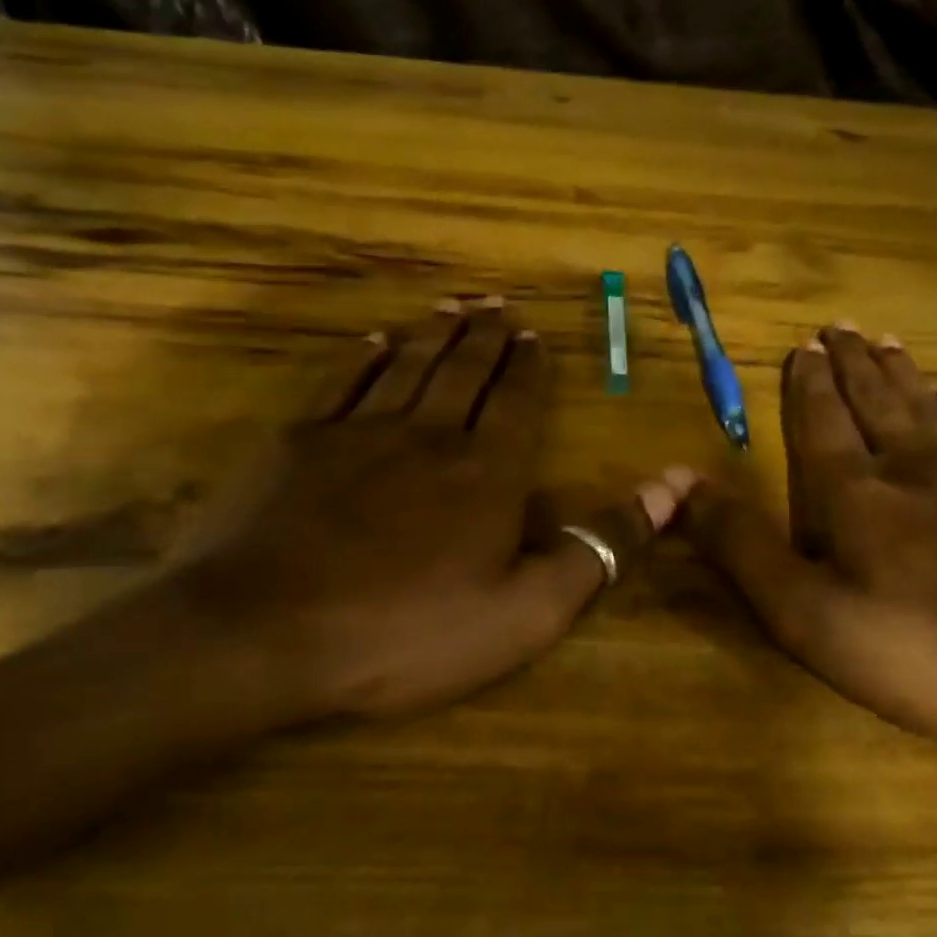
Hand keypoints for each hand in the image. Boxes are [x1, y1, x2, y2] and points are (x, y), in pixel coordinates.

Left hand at [171, 298, 688, 724]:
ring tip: (455, 306)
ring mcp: (358, 432)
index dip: (529, 367)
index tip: (534, 335)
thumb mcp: (524, 611)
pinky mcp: (299, 442)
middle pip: (465, 370)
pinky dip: (363, 357)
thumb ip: (599, 548)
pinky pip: (342, 383)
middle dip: (487, 336)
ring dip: (435, 333)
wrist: (262, 633)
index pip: (517, 402)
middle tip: (499, 304)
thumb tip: (673, 487)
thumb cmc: (405, 633)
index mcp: (486, 472)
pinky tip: (375, 340)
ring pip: (409, 365)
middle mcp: (428, 434)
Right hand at [680, 325, 936, 756]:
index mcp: (855, 492)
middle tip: (841, 326)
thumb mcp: (805, 614)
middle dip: (853, 363)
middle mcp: (915, 467)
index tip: (803, 346)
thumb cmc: (921, 651)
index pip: (822, 420)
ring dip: (905, 374)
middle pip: (877, 401)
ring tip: (889, 343)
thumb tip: (682, 484)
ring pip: (932, 409)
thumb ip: (741, 546)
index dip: (808, 383)